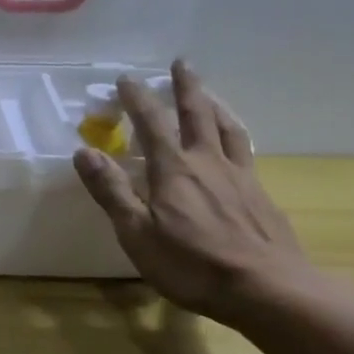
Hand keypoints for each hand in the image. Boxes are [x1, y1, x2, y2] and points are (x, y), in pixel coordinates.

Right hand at [73, 61, 310, 323]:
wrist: (269, 290)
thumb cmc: (193, 265)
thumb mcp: (137, 233)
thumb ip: (112, 191)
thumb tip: (84, 151)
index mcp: (173, 170)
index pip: (151, 123)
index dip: (137, 98)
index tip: (127, 78)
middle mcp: (207, 163)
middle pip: (197, 114)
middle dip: (186, 87)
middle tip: (181, 63)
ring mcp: (239, 177)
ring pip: (227, 128)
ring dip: (214, 105)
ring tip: (209, 93)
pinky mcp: (261, 195)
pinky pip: (246, 151)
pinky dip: (236, 135)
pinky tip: (237, 143)